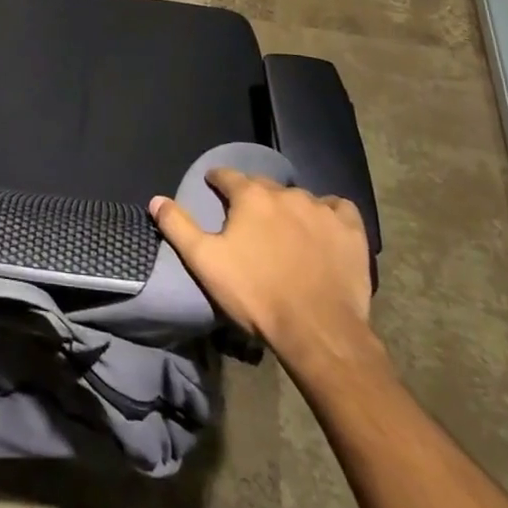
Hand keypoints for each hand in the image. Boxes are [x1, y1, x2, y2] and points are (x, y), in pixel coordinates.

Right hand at [150, 172, 376, 376]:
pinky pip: (338, 207)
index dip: (217, 181)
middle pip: (263, 186)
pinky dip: (328, 212)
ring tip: (285, 230)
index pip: (226, 176)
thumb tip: (156, 199)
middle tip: (248, 220)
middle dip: (253, 197)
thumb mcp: (205, 262)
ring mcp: (322, 209)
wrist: (318, 331)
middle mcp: (286, 193)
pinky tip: (323, 227)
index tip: (213, 189)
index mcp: (250, 197)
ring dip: (288, 207)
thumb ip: (178, 226)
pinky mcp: (351, 230)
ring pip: (298, 197)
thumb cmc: (256, 295)